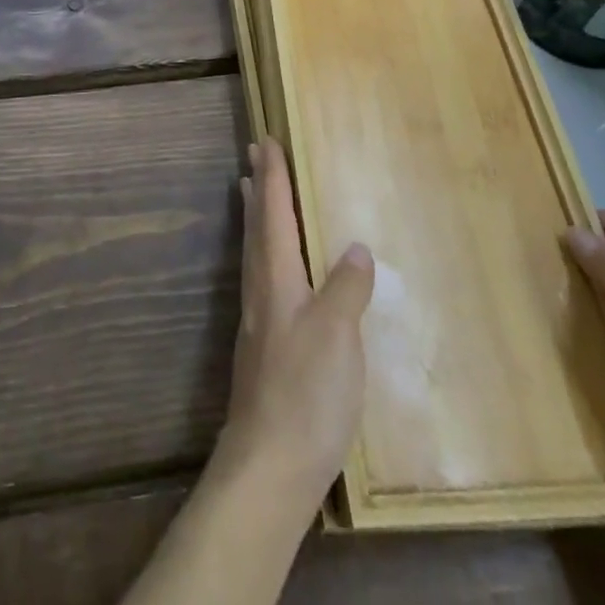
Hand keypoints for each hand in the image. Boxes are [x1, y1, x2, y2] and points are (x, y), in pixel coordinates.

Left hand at [219, 140, 374, 508]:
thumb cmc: (306, 391)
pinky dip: (264, 252)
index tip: (265, 141)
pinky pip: (262, 278)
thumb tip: (354, 247)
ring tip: (251, 193)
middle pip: (257, 226)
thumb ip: (346, 286)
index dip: (272, 176)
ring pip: (255, 251)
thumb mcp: (338, 334)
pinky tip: (277, 269)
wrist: (270, 464)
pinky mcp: (263, 347)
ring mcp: (259, 320)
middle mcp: (262, 290)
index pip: (273, 213)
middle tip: (252, 154)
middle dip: (257, 188)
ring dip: (255, 216)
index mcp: (277, 277)